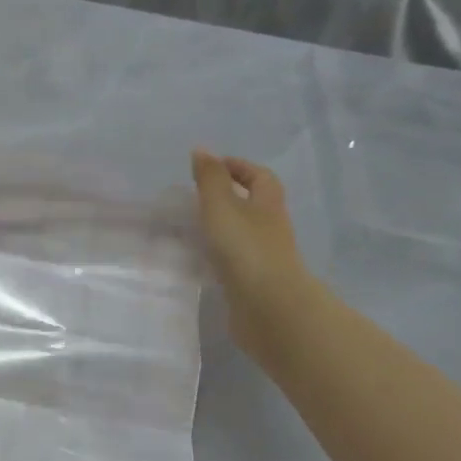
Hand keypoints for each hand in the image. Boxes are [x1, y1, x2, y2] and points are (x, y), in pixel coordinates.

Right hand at [191, 150, 311, 355]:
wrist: (270, 309)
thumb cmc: (246, 249)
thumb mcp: (222, 206)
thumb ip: (210, 179)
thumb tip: (202, 151)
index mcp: (268, 205)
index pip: (260, 177)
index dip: (239, 167)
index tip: (211, 166)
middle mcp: (271, 229)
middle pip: (254, 205)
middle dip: (229, 197)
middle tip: (195, 197)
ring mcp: (264, 258)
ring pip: (243, 233)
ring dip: (221, 227)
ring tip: (189, 227)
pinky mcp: (254, 283)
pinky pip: (235, 260)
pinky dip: (218, 254)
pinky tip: (198, 259)